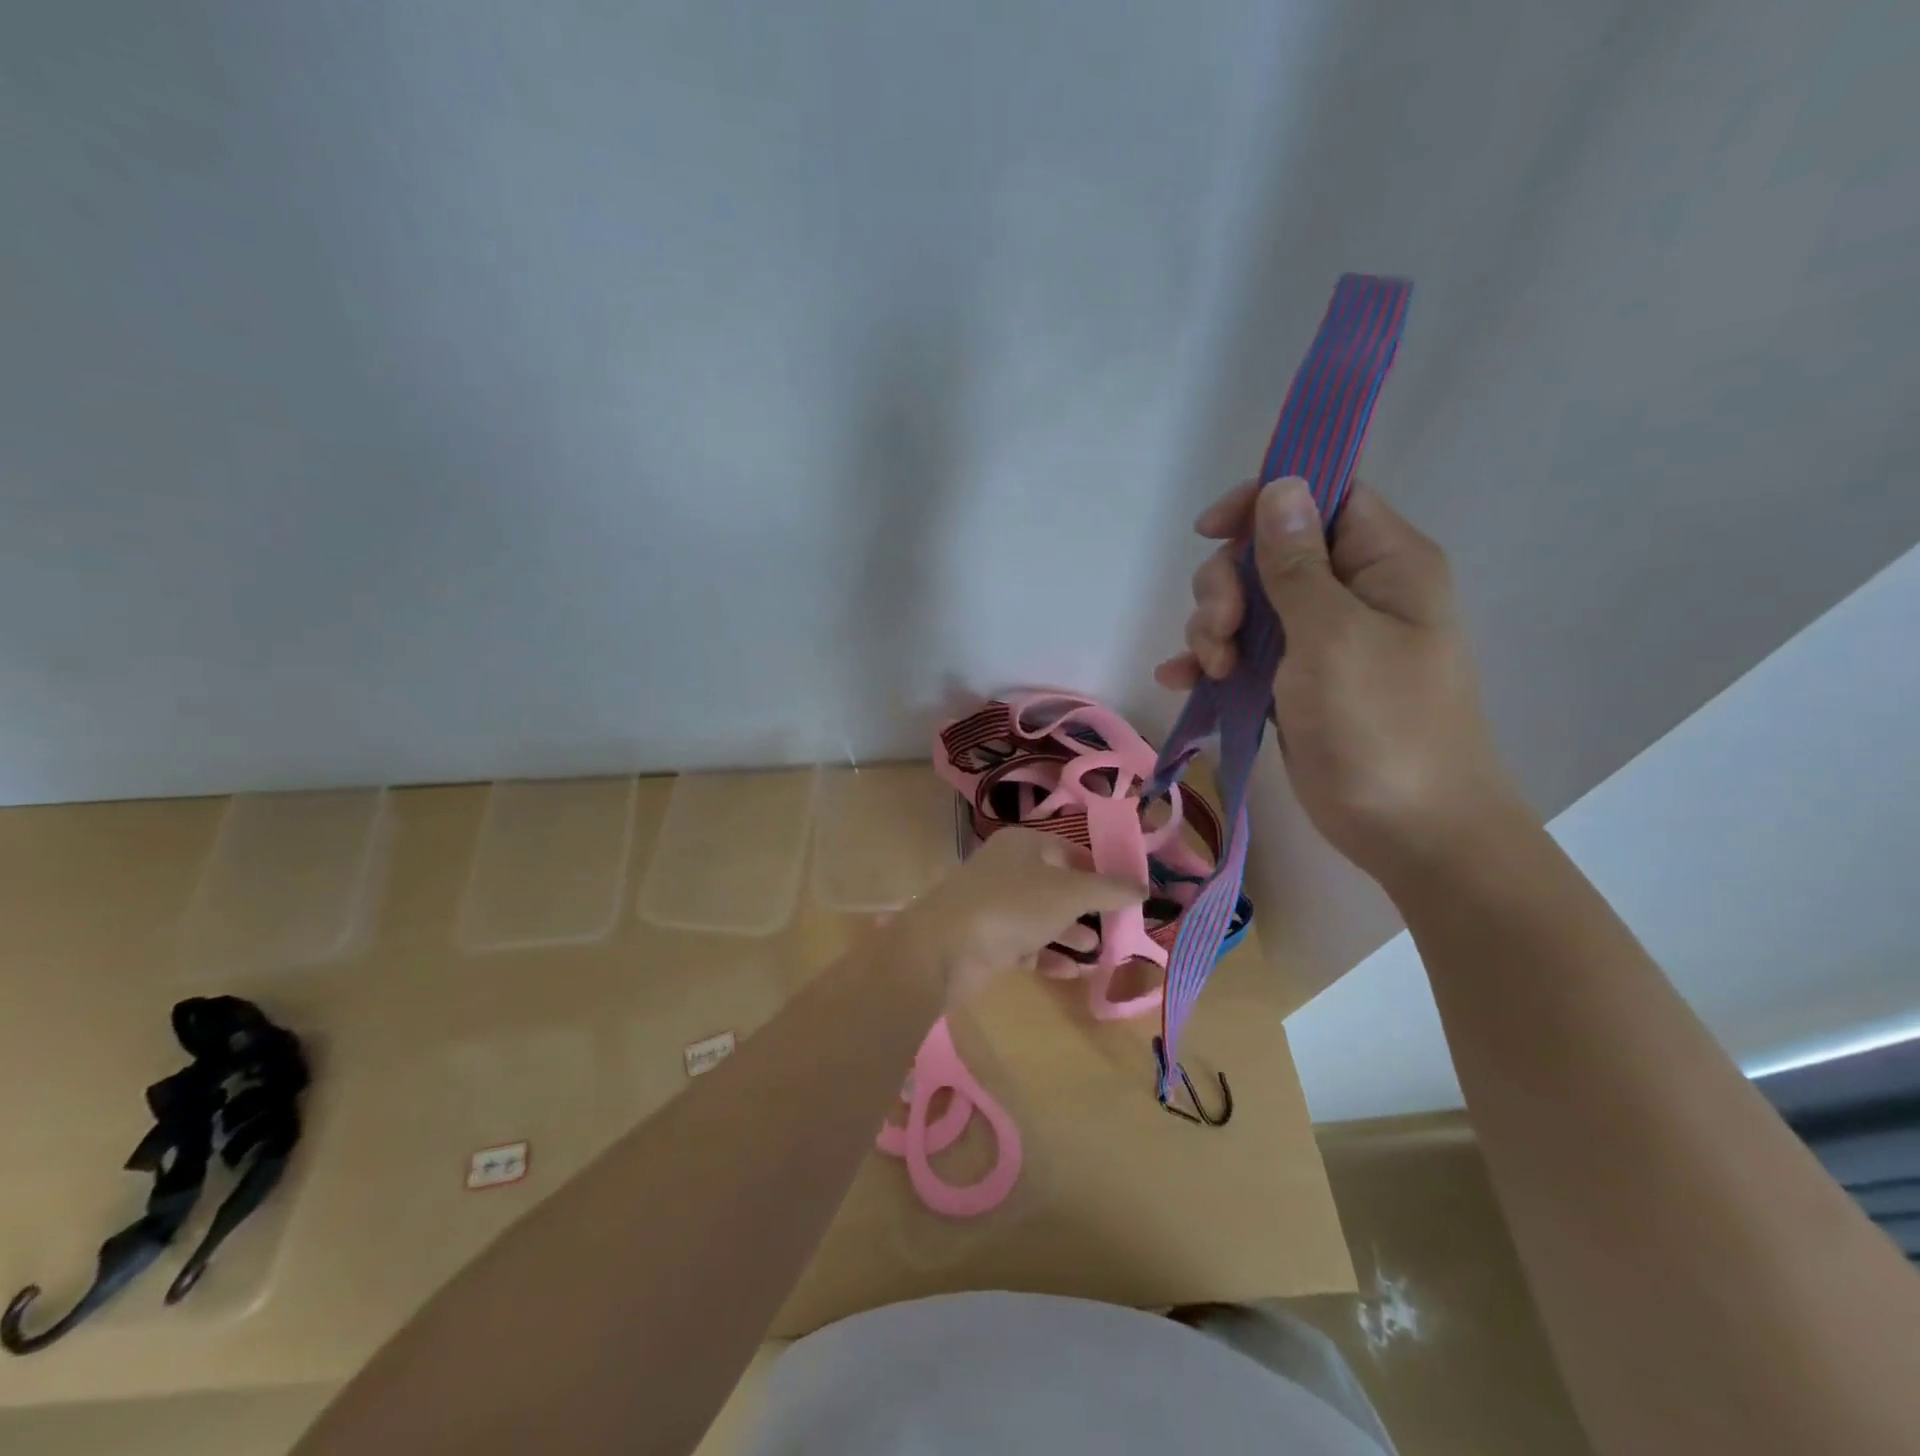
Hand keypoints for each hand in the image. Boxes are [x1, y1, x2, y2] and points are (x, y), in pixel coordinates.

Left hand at [889, 827, 1145, 1003]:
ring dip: (1071, 933)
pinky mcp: (987, 938)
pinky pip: (1025, 943)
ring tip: (1102, 952)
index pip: (1071, 850)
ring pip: (1042, 916)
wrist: (945, 948)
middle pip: (1057, 884)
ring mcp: (995, 904)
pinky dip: (1048, 954)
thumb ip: (1108, 889)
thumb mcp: (1069, 893)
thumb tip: (1143, 885)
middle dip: (1087, 907)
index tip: (1129, 894)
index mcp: (1024, 844)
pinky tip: (1073, 971)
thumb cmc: (1013, 905)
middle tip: (1120, 927)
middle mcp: (1008, 869)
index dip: (1100, 870)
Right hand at [1154, 477, 1524, 887]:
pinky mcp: (1293, 681)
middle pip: (1268, 552)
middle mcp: (1350, 592)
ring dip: (1214, 628)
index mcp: (1382, 563)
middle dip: (1228, 585)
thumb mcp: (1333, 635)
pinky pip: (1241, 652)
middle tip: (1223, 631)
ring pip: (1246, 603)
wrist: (1408, 829)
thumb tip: (1282, 485)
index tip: (1212, 530)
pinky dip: (1210, 662)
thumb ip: (1298, 562)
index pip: (1321, 496)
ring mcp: (1319, 640)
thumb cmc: (1381, 724)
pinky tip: (1182, 682)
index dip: (1265, 501)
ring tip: (1216, 670)